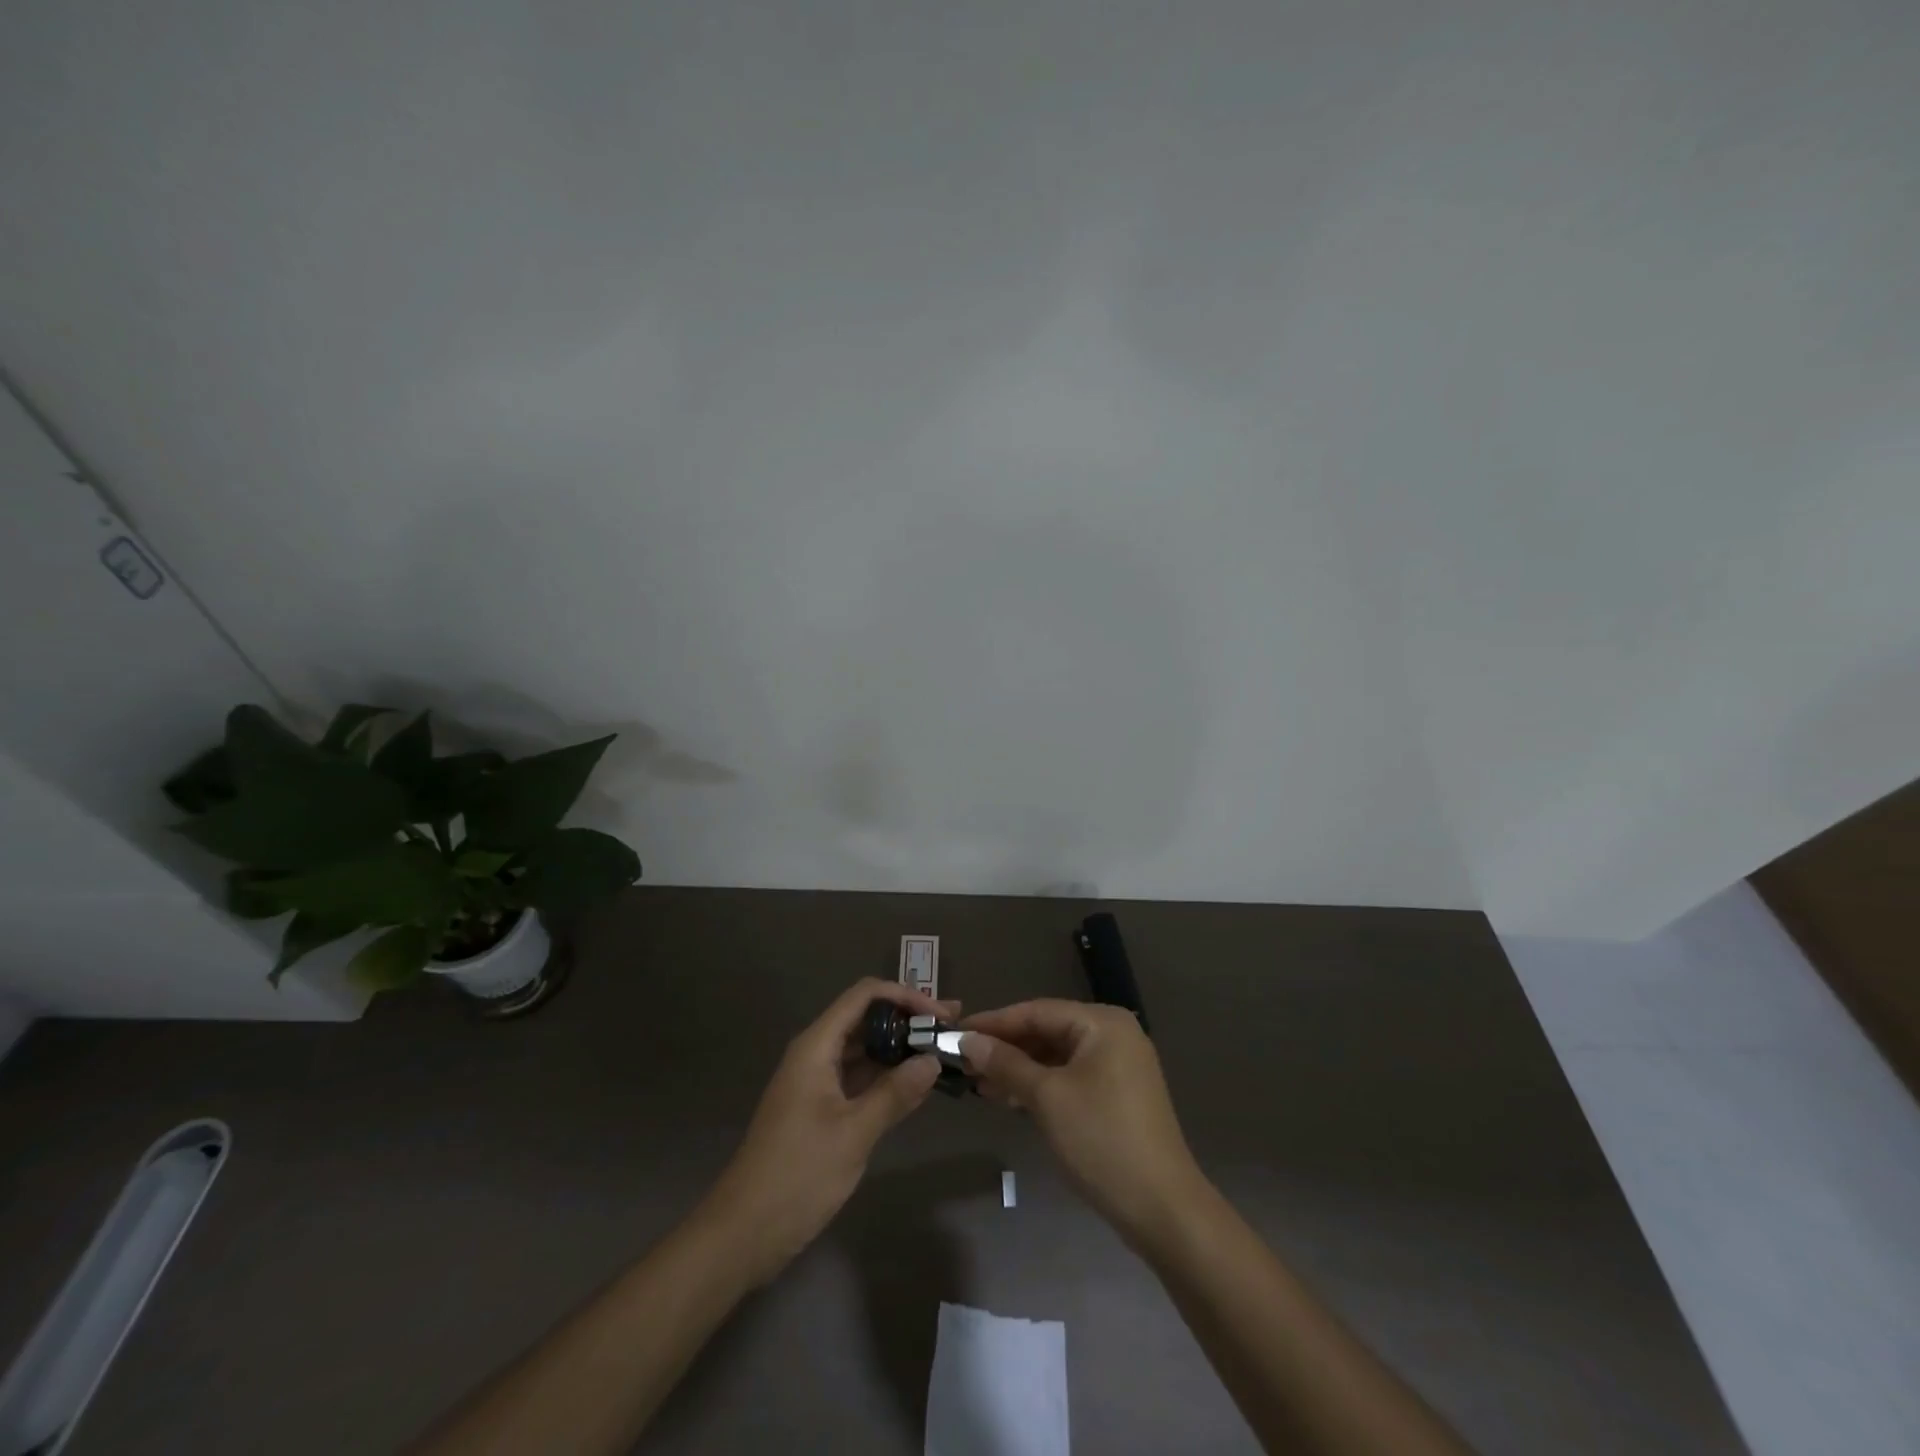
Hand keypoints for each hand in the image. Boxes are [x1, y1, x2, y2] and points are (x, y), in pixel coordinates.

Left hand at [702, 978, 954, 1285]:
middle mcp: (815, 1054)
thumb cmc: (797, 1175)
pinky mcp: (819, 1109)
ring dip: (899, 1048)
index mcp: (816, 1046)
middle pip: (865, 1019)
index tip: (940, 1014)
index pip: (864, 996)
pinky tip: (916, 1085)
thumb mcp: (854, 1133)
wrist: (742, 1233)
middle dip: (908, 1020)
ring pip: (863, 1049)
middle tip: (951, 1028)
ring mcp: (816, 1082)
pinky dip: (886, 1076)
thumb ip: (895, 1094)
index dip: (905, 997)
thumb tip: (932, 1060)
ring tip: (941, 1051)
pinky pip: (858, 1078)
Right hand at [961, 1000, 1205, 1248]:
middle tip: (963, 1062)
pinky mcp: (1117, 1095)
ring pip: (1056, 1057)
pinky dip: (1040, 1085)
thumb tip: (968, 1041)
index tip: (955, 1033)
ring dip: (1019, 1069)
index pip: (1037, 1011)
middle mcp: (1113, 1035)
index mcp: (1102, 1023)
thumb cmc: (1101, 1139)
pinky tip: (1010, 1098)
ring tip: (979, 1084)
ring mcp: (1118, 1066)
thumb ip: (1006, 1063)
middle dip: (1005, 1047)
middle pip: (1047, 1031)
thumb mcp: (1046, 1098)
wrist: (1162, 1208)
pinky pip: (1069, 1077)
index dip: (994, 1022)